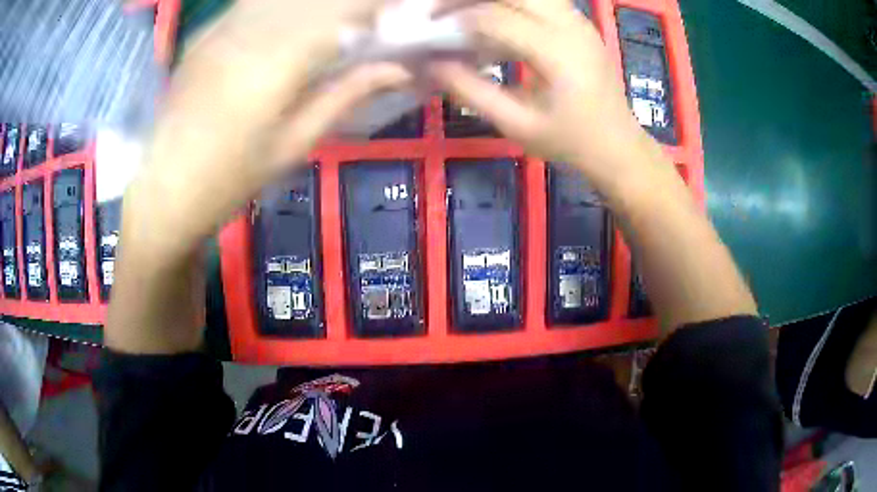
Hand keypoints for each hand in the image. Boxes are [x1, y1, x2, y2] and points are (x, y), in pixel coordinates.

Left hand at [131, 0, 411, 256]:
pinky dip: (281, 6)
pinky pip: (253, 3)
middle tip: (367, 23)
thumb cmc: (230, 180)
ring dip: (316, 3)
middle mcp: (249, 32)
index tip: (400, 13)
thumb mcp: (294, 144)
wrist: (164, 191)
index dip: (376, 5)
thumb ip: (346, 95)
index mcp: (276, 63)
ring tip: (333, 25)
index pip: (342, 11)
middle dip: (350, 4)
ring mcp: (221, 28)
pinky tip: (289, 24)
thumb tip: (399, 69)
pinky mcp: (205, 33)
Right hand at [429, 0, 648, 187]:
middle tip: (442, 10)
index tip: (429, 29)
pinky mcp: (580, 22)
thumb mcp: (517, 125)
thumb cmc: (571, 142)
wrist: (618, 145)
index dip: (456, 19)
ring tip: (465, 12)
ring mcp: (579, 20)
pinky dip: (511, 2)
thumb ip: (472, 92)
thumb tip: (431, 64)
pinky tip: (495, 17)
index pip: (496, 18)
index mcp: (558, 53)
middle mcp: (571, 26)